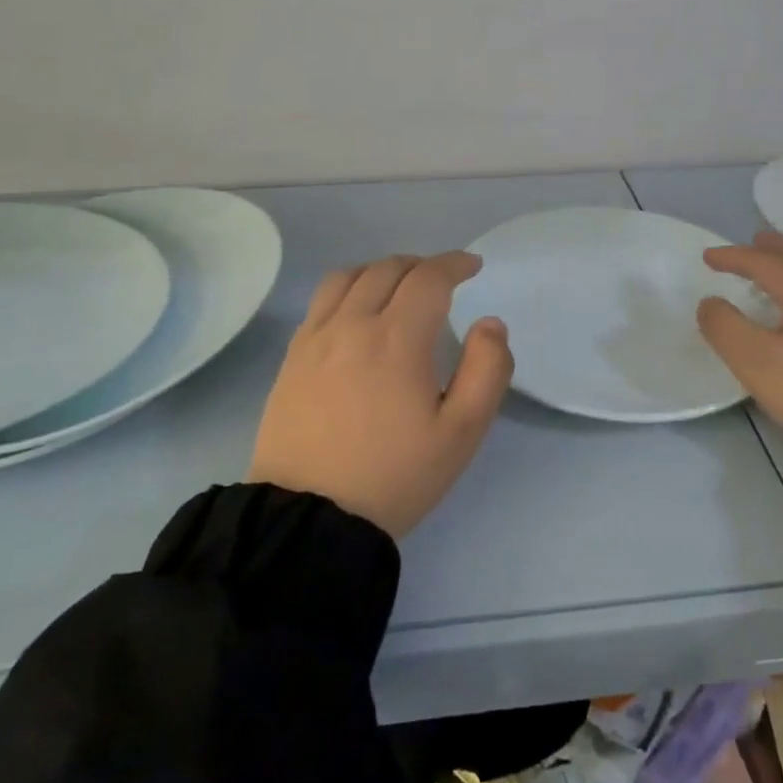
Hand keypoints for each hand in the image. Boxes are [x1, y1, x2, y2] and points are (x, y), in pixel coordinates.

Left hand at [247, 251, 513, 538]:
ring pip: (347, 277)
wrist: (310, 518)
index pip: (429, 278)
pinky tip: (356, 312)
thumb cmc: (395, 476)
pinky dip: (347, 289)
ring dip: (380, 270)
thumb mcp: (461, 433)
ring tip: (397, 286)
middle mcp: (352, 324)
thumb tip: (490, 324)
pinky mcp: (292, 358)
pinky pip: (320, 301)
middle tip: (441, 279)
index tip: (472, 266)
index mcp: (397, 338)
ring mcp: (316, 339)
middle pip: (387, 269)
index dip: (454, 264)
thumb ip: (488, 370)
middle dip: (421, 265)